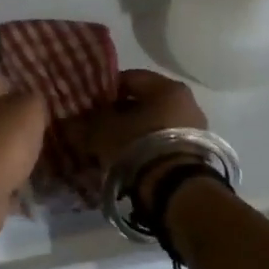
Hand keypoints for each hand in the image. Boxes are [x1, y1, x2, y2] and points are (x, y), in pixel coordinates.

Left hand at [0, 71, 47, 245]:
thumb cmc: (0, 142)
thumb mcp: (29, 110)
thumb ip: (32, 100)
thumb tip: (28, 105)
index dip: (16, 87)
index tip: (36, 104)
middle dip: (11, 121)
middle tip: (36, 131)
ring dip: (8, 149)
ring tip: (33, 157)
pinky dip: (3, 175)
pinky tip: (22, 181)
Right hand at [62, 70, 206, 207]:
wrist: (175, 190)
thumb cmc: (138, 146)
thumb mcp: (103, 131)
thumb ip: (86, 122)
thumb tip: (71, 121)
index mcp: (167, 87)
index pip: (129, 78)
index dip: (105, 90)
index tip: (89, 105)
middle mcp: (186, 102)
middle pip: (144, 102)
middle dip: (120, 114)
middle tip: (98, 128)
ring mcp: (195, 129)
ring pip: (154, 124)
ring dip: (133, 133)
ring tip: (112, 149)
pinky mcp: (197, 154)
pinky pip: (164, 143)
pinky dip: (147, 148)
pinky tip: (129, 161)